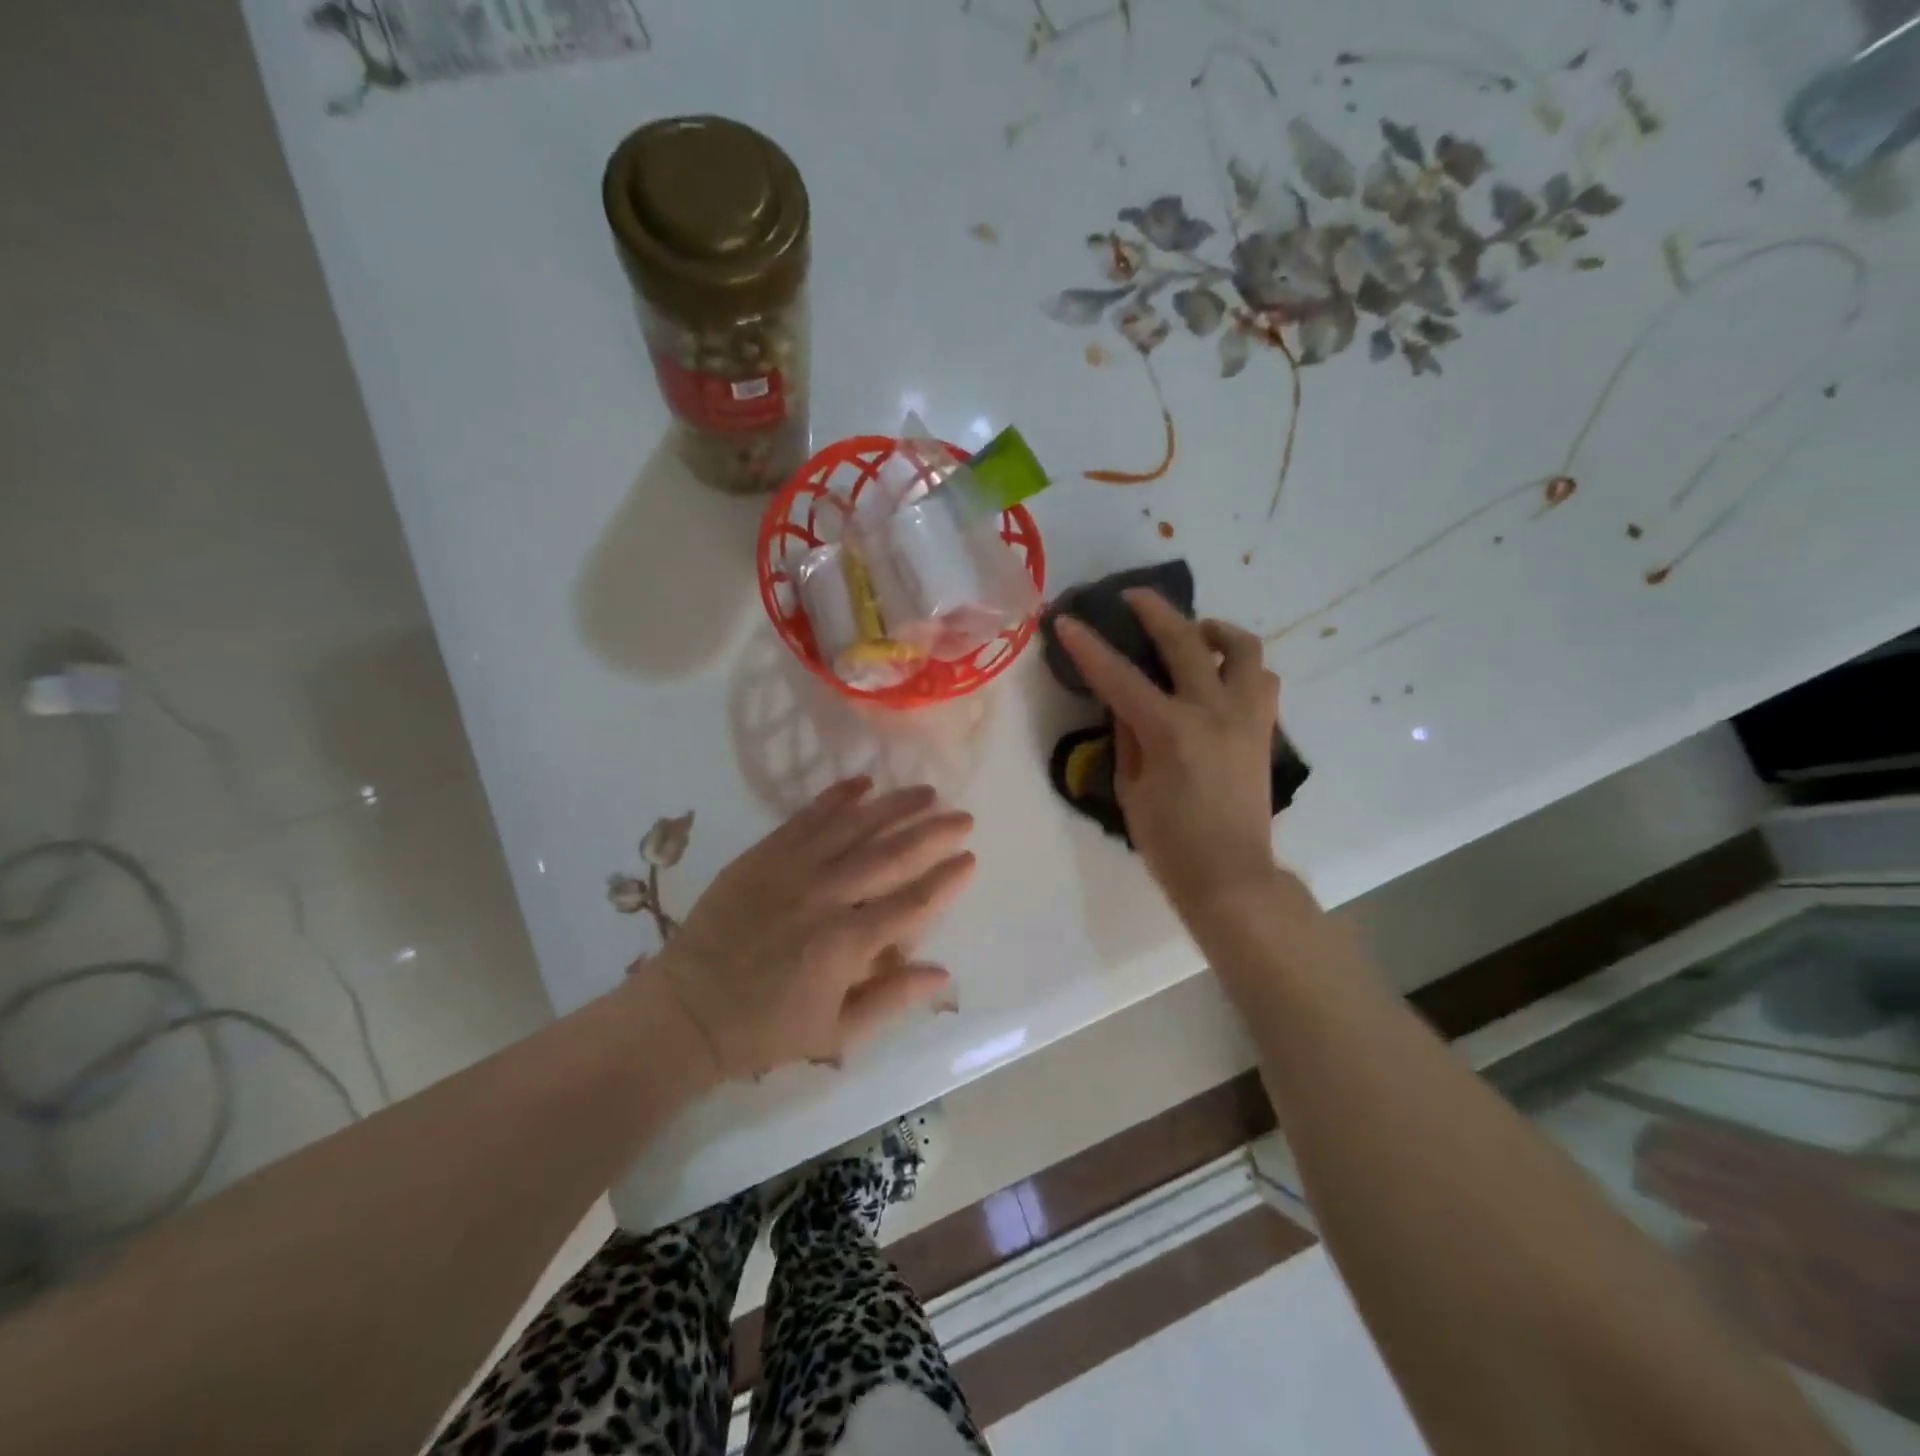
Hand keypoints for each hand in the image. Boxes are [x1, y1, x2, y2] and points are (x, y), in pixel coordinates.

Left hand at [644, 778, 974, 1080]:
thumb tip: (943, 973)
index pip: (913, 903)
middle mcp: (827, 897)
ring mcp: (792, 870)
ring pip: (854, 828)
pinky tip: (863, 783)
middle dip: (932, 833)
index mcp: (847, 944)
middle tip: (963, 816)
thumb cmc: (766, 1028)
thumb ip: (891, 1000)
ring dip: (894, 807)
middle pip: (891, 856)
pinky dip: (836, 797)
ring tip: (926, 792)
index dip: (946, 880)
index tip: (970, 858)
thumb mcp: (835, 1033)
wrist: (687, 1010)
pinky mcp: (763, 855)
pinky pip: (806, 818)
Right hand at [1054, 590, 1281, 917]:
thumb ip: (1127, 736)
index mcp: (1171, 731)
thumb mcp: (1132, 788)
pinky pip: (1261, 679)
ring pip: (1242, 648)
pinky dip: (1240, 664)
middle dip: (1154, 611)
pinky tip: (1219, 674)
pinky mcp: (1264, 729)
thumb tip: (1125, 701)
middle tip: (1132, 597)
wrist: (1231, 876)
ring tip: (1194, 633)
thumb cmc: (1170, 843)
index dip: (1088, 646)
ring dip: (1214, 630)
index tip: (1066, 620)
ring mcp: (1246, 717)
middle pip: (1185, 641)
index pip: (1120, 677)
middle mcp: (1213, 712)